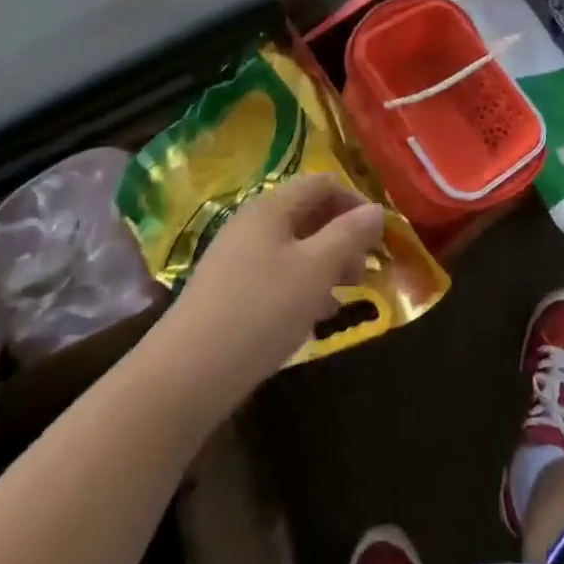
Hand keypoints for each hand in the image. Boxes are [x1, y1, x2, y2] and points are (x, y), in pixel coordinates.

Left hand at [152, 175, 384, 403]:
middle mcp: (253, 224)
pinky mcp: (229, 293)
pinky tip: (315, 317)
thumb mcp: (316, 270)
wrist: (183, 379)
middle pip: (309, 214)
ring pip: (295, 247)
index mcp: (272, 207)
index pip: (323, 184)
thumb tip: (376, 210)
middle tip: (366, 270)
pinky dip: (303, 286)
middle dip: (343, 237)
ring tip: (346, 295)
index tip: (380, 236)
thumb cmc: (260, 312)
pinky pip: (277, 275)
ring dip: (326, 264)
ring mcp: (237, 258)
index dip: (356, 202)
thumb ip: (350, 235)